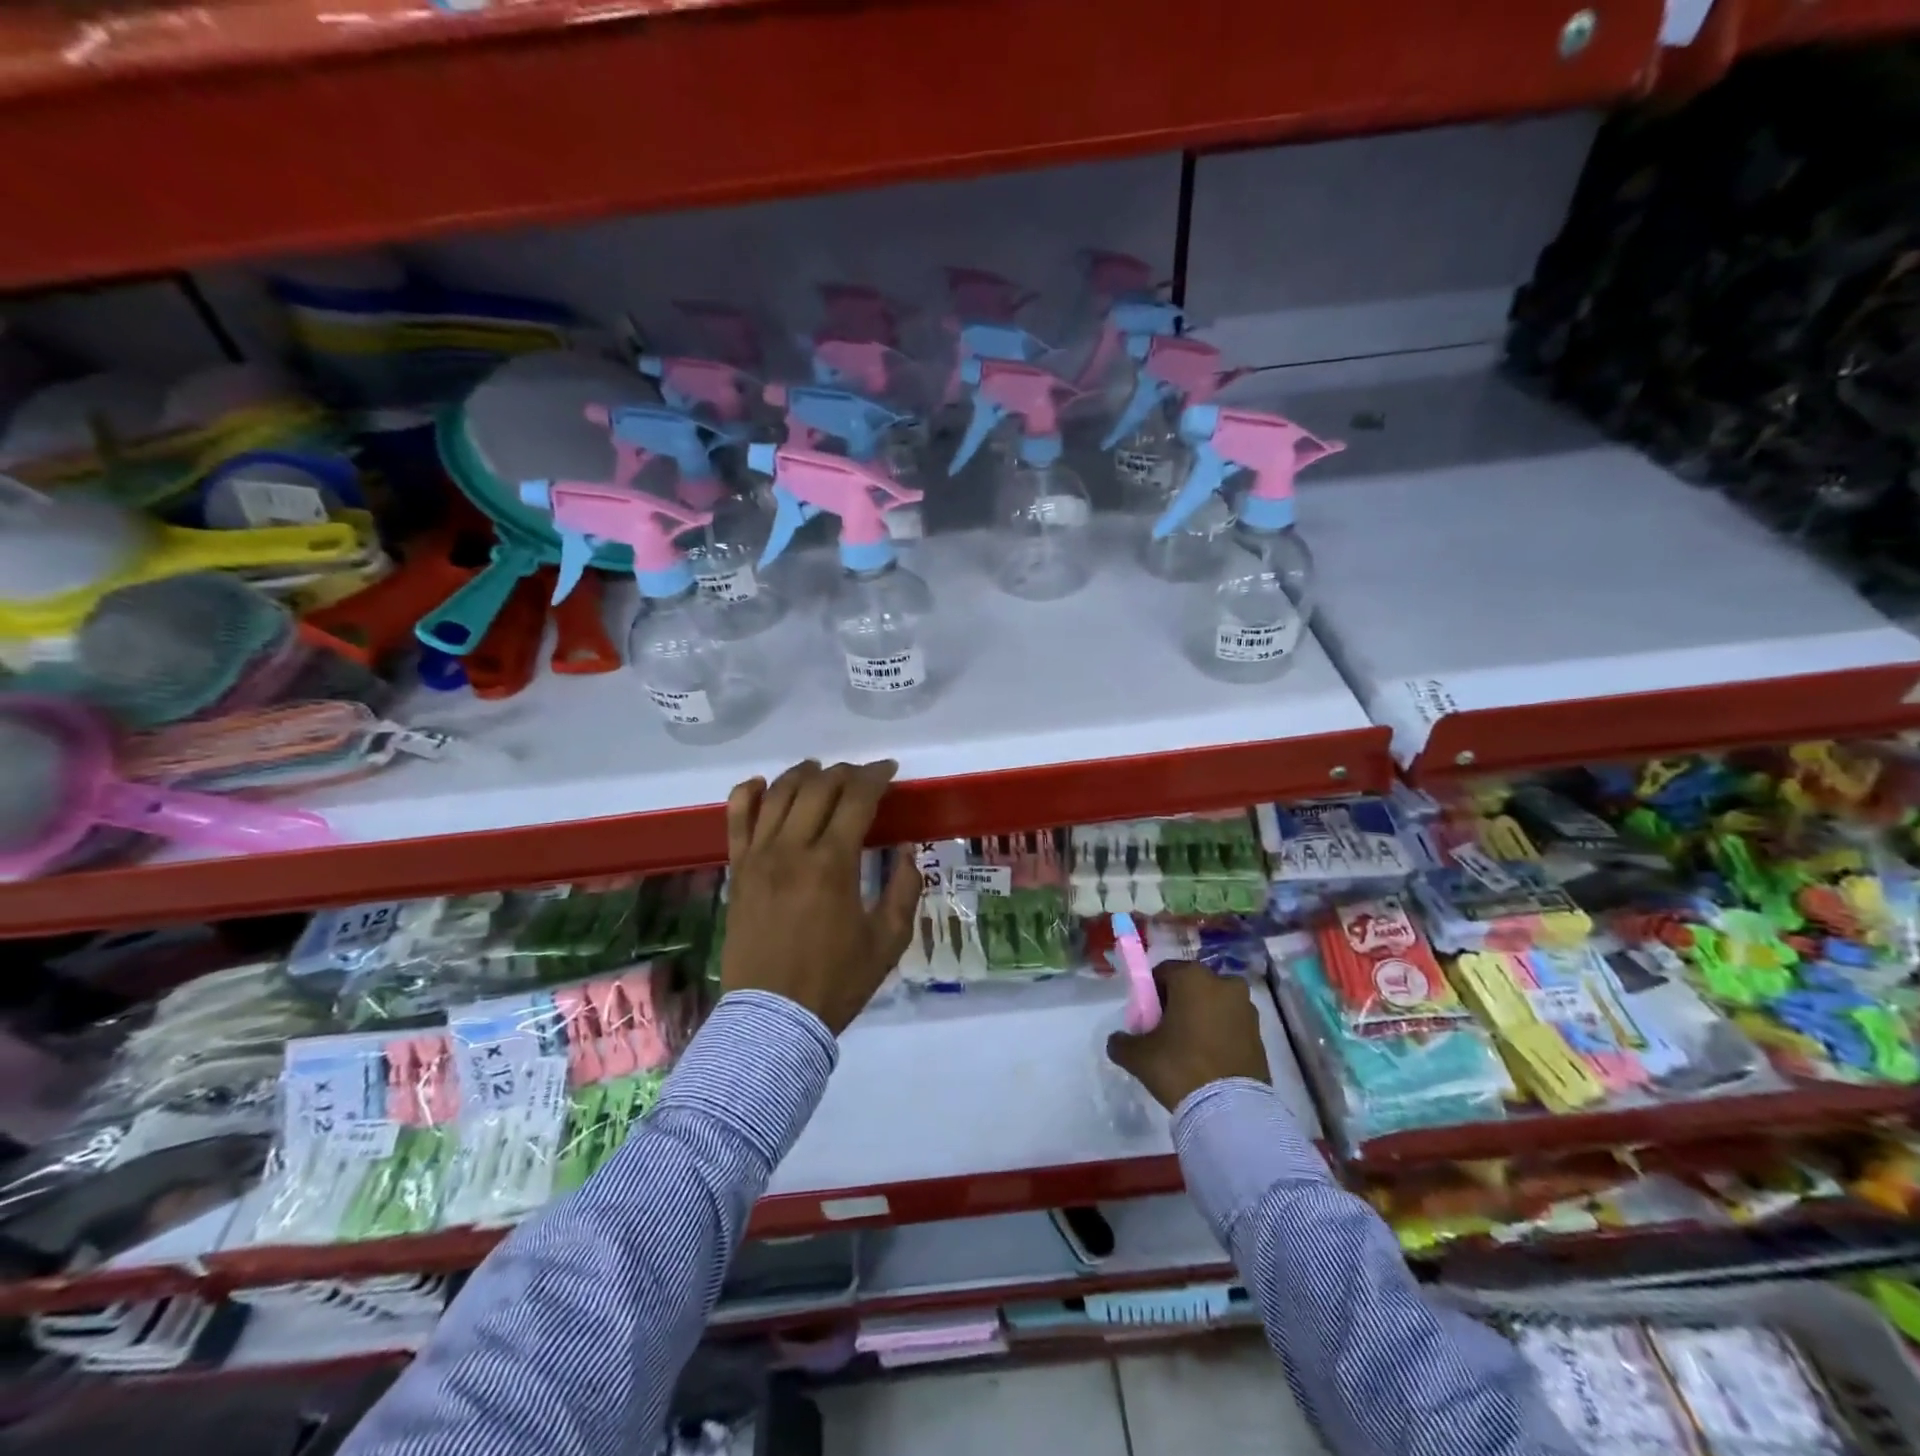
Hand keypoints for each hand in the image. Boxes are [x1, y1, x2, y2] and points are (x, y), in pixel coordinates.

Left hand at [720, 760, 921, 1034]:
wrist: (773, 1019)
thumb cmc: (836, 982)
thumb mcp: (888, 942)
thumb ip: (905, 890)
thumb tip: (907, 851)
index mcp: (832, 864)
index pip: (856, 799)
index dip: (876, 777)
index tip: (890, 771)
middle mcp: (792, 849)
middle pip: (819, 787)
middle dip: (846, 772)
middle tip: (864, 776)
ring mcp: (758, 857)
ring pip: (778, 793)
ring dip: (804, 774)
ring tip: (821, 771)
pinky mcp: (737, 871)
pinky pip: (737, 818)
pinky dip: (750, 793)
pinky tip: (764, 785)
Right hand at [1106, 961, 1269, 1111]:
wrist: (1230, 1110)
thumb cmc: (1180, 1067)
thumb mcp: (1137, 1056)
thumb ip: (1121, 1042)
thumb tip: (1119, 1040)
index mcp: (1193, 977)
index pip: (1162, 973)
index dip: (1150, 995)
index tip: (1146, 1020)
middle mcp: (1224, 983)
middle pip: (1191, 987)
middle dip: (1178, 1004)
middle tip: (1165, 1034)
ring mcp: (1247, 1009)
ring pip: (1214, 1005)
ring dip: (1201, 1018)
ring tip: (1188, 1050)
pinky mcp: (1260, 1034)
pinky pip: (1231, 1025)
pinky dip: (1219, 1035)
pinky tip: (1208, 1060)